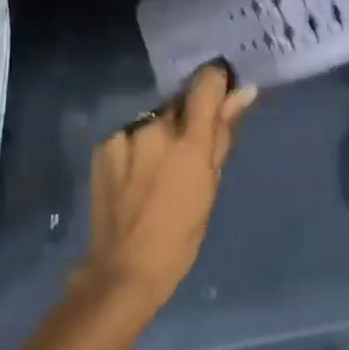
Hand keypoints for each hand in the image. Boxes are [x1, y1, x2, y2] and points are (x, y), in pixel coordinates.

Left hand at [81, 64, 256, 309]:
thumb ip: (224, 134)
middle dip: (188, 118)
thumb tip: (244, 92)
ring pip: (153, 118)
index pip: (206, 83)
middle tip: (187, 152)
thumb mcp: (211, 186)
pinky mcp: (104, 145)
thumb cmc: (181, 236)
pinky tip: (134, 176)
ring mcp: (125, 134)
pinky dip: (137, 146)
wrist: (124, 267)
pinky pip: (130, 134)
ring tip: (157, 170)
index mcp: (189, 141)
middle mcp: (155, 127)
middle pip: (179, 102)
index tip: (222, 93)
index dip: (217, 82)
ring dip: (160, 132)